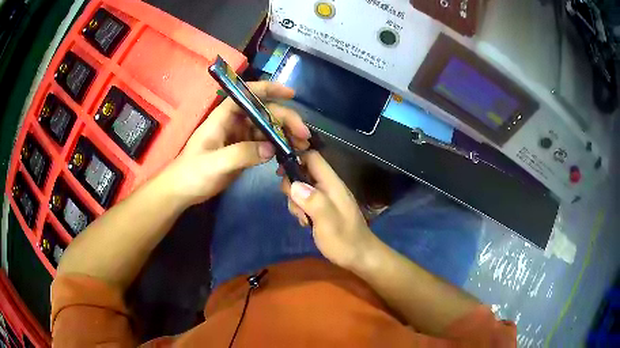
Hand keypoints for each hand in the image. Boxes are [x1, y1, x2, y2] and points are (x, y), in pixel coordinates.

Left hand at [161, 81, 310, 206]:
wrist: (183, 191)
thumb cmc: (192, 173)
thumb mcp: (214, 164)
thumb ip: (241, 154)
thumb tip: (272, 149)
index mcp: (224, 117)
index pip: (247, 95)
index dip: (269, 89)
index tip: (290, 94)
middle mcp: (234, 122)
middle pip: (264, 113)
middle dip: (286, 119)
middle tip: (304, 135)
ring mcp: (240, 137)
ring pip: (267, 129)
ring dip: (286, 134)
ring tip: (303, 146)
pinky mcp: (243, 151)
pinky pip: (265, 145)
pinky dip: (278, 148)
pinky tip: (290, 154)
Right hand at [281, 151, 374, 268]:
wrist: (360, 257)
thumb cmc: (345, 241)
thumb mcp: (328, 222)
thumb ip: (313, 202)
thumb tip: (294, 184)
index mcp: (332, 184)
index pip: (312, 158)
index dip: (295, 159)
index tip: (281, 174)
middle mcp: (329, 186)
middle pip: (303, 173)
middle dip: (293, 187)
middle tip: (296, 207)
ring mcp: (326, 198)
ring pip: (302, 189)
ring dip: (296, 202)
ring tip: (304, 219)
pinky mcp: (323, 208)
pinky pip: (306, 201)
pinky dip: (301, 210)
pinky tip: (306, 223)